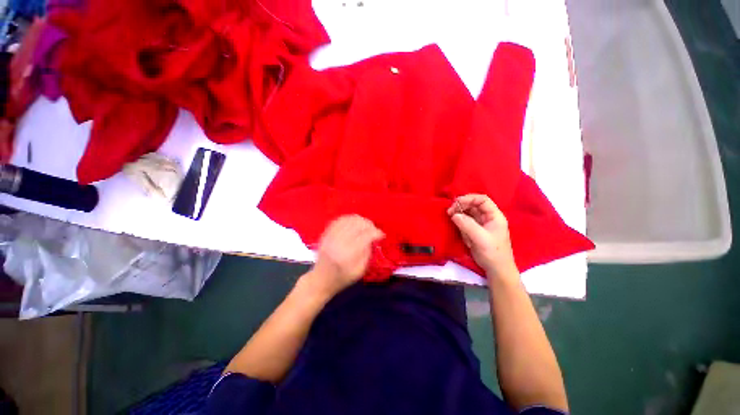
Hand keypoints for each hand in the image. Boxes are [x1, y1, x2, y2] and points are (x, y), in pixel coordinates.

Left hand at [307, 215, 384, 297]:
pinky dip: (349, 219)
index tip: (381, 235)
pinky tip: (354, 223)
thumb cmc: (342, 278)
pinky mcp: (326, 233)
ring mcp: (331, 236)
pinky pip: (339, 220)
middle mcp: (339, 242)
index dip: (376, 233)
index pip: (366, 236)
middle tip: (374, 230)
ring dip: (360, 220)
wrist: (321, 279)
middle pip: (358, 224)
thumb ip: (368, 253)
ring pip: (349, 219)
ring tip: (365, 226)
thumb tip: (373, 239)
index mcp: (348, 254)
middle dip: (369, 225)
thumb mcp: (360, 271)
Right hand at [447, 194, 516, 278]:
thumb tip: (454, 214)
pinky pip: (465, 222)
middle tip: (449, 212)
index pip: (482, 200)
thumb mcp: (480, 238)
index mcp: (494, 216)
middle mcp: (488, 218)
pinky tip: (459, 229)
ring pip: (468, 213)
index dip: (469, 198)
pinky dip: (460, 223)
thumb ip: (467, 225)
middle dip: (461, 206)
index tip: (456, 203)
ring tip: (451, 219)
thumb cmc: (493, 253)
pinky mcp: (474, 231)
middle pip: (473, 205)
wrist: (496, 269)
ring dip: (459, 215)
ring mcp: (481, 224)